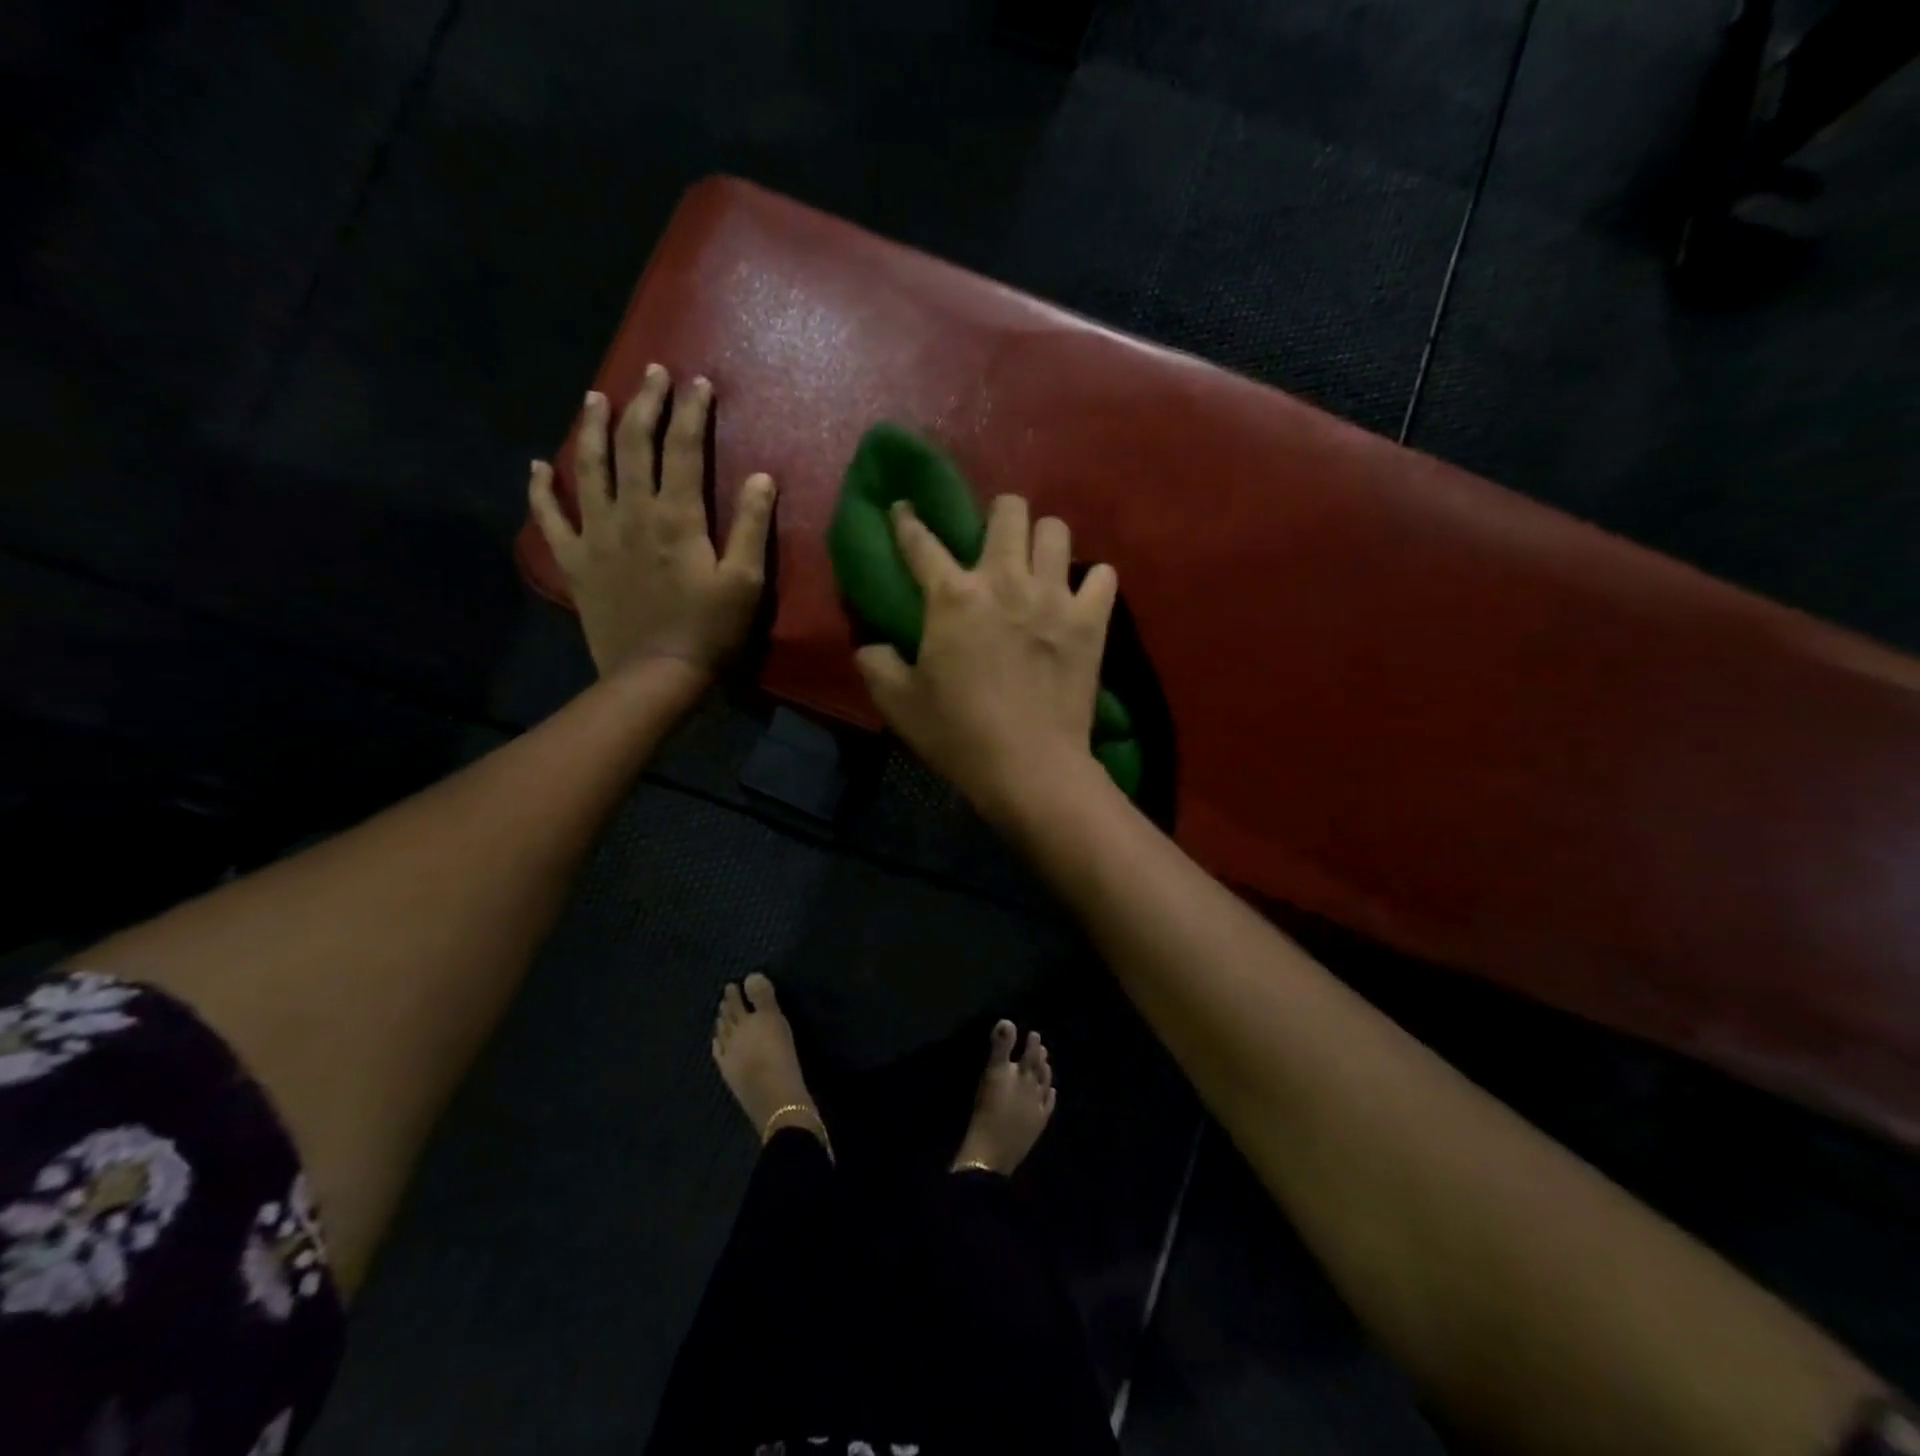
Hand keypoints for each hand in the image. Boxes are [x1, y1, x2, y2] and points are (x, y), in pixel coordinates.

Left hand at [530, 365, 774, 679]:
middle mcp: (631, 513)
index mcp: (676, 517)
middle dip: (645, 404)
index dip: (691, 412)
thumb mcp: (746, 582)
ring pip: (588, 469)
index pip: (683, 449)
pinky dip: (540, 491)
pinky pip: (549, 518)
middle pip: (634, 446)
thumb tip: (762, 477)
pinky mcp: (575, 561)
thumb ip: (753, 527)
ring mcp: (596, 535)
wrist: (655, 675)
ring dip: (592, 430)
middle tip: (652, 373)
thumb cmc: (710, 631)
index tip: (698, 382)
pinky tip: (536, 467)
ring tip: (595, 399)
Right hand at [856, 495, 1117, 823]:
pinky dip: (1091, 582)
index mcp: (952, 596)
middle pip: (1009, 510)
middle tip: (995, 543)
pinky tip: (1080, 598)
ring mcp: (1053, 596)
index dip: (908, 520)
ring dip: (1044, 542)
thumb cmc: (958, 735)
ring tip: (1038, 566)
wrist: (1029, 767)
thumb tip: (872, 645)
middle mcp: (1004, 581)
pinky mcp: (1091, 621)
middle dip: (999, 515)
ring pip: (1056, 531)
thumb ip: (876, 664)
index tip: (905, 509)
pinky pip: (1103, 575)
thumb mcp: (898, 704)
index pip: (921, 542)